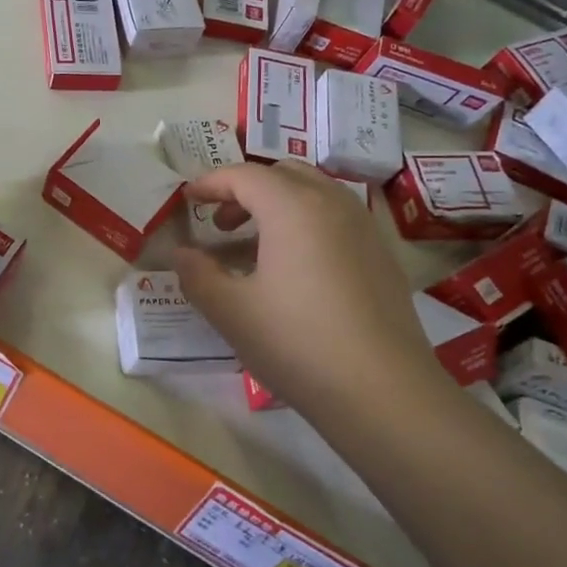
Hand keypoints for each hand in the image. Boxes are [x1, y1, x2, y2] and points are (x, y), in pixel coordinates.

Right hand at [173, 163, 443, 418]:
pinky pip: (336, 219)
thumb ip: (197, 275)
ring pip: (315, 194)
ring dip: (278, 205)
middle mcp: (333, 204)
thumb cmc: (297, 343)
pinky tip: (295, 270)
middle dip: (246, 190)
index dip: (211, 183)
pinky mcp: (382, 256)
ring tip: (255, 246)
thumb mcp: (231, 311)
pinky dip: (306, 224)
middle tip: (221, 224)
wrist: (384, 391)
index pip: (244, 175)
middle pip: (283, 175)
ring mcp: (364, 228)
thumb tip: (182, 254)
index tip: (188, 199)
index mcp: (293, 207)